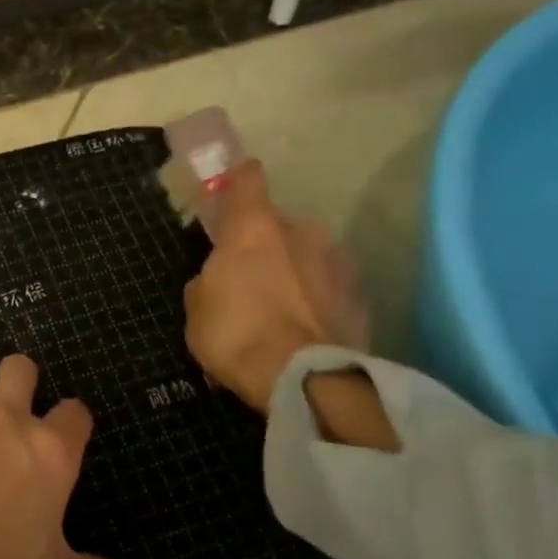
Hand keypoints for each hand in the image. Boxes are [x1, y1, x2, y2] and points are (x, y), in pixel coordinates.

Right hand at [182, 162, 369, 412]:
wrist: (305, 379)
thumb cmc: (236, 334)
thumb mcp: (197, 307)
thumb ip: (208, 280)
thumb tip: (219, 278)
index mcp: (254, 227)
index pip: (248, 179)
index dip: (237, 181)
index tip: (231, 188)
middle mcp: (302, 231)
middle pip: (278, 225)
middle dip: (265, 244)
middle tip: (248, 276)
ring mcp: (337, 262)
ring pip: (307, 255)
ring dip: (293, 271)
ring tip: (278, 307)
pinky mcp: (360, 296)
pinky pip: (327, 288)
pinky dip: (314, 300)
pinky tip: (301, 328)